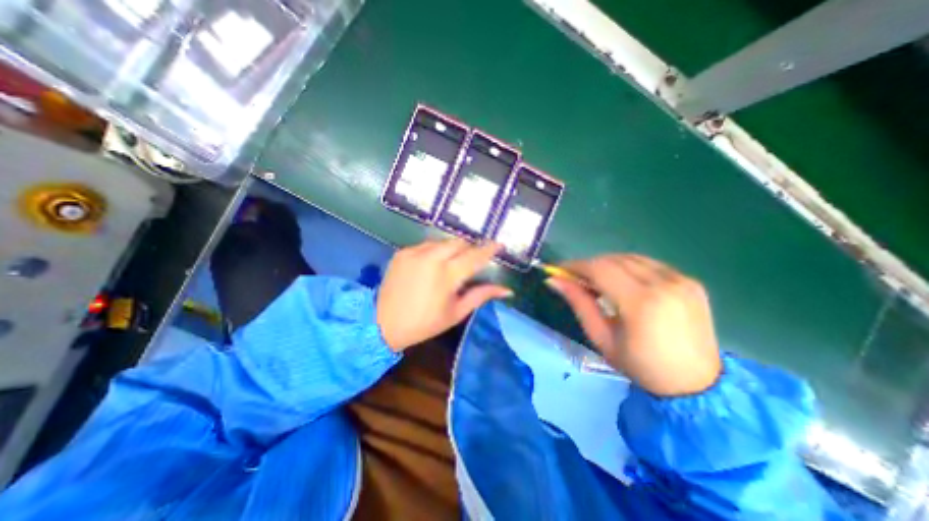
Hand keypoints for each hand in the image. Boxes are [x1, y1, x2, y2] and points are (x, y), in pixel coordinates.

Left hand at [374, 239, 510, 350]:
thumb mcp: (456, 312)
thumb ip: (481, 295)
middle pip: (459, 242)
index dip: (489, 249)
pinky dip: (434, 251)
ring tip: (449, 264)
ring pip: (442, 241)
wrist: (382, 323)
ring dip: (451, 249)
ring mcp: (414, 252)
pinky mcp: (402, 252)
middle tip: (470, 261)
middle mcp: (431, 257)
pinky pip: (425, 245)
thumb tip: (507, 290)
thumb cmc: (424, 323)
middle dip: (469, 248)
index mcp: (447, 275)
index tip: (499, 244)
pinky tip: (431, 266)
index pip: (475, 255)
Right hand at [547, 254, 721, 397]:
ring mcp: (681, 280)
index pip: (600, 269)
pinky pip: (650, 264)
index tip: (559, 270)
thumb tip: (554, 280)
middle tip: (576, 278)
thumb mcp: (601, 337)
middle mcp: (663, 283)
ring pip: (631, 258)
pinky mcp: (690, 281)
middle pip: (614, 259)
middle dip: (590, 265)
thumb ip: (579, 303)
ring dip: (608, 264)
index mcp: (641, 302)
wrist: (696, 385)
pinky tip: (623, 282)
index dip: (576, 265)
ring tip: (597, 281)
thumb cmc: (640, 366)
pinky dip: (629, 267)